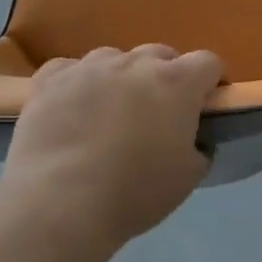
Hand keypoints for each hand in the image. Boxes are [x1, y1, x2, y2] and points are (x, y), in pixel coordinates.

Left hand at [0, 45, 223, 249]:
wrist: (58, 206)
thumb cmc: (134, 193)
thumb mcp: (189, 176)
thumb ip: (199, 146)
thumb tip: (193, 139)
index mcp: (178, 83)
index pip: (208, 62)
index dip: (210, 81)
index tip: (204, 105)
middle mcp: (137, 64)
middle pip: (161, 55)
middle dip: (165, 77)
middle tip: (156, 113)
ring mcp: (91, 67)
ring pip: (115, 58)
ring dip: (121, 77)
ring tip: (110, 110)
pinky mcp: (50, 81)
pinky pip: (70, 69)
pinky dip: (76, 82)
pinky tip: (71, 106)